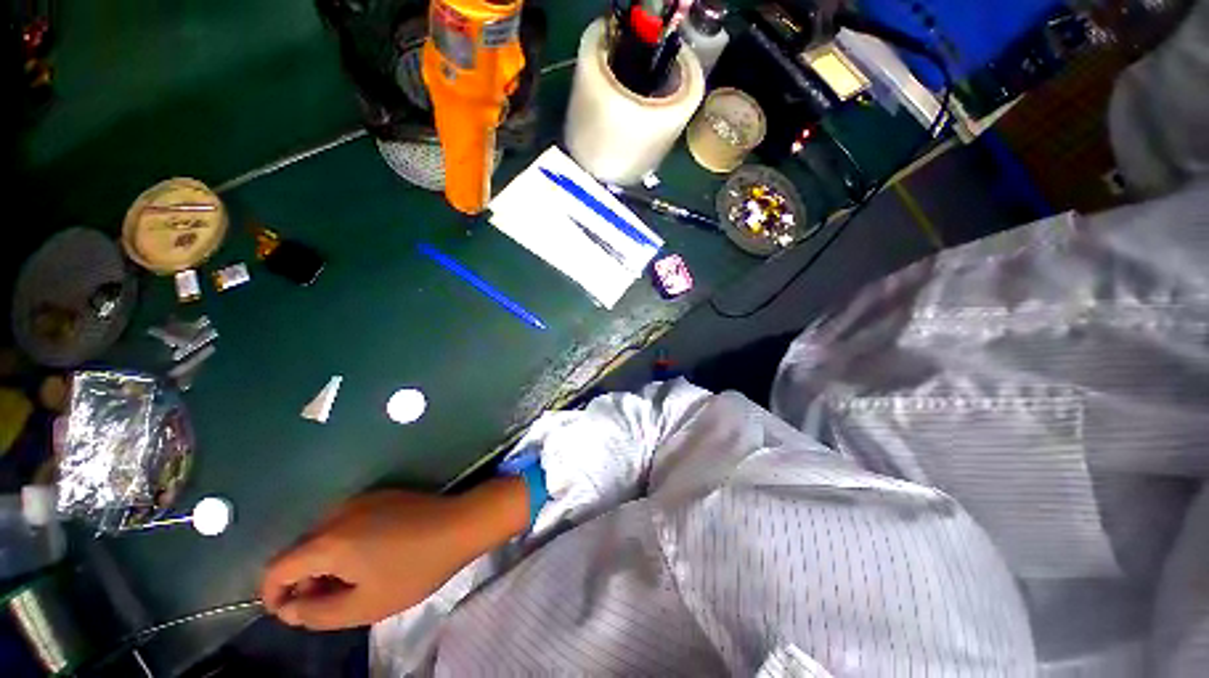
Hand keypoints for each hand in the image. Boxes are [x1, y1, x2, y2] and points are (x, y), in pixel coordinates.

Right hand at [260, 480, 527, 630]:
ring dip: (325, 563)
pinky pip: (345, 523)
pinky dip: (344, 544)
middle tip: (329, 603)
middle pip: (300, 551)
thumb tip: (289, 608)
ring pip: (323, 536)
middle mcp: (337, 513)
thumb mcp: (364, 606)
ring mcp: (361, 499)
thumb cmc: (415, 569)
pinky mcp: (380, 494)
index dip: (273, 594)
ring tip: (352, 583)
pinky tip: (369, 557)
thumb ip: (317, 613)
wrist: (460, 524)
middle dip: (304, 581)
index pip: (276, 568)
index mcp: (328, 540)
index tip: (290, 613)